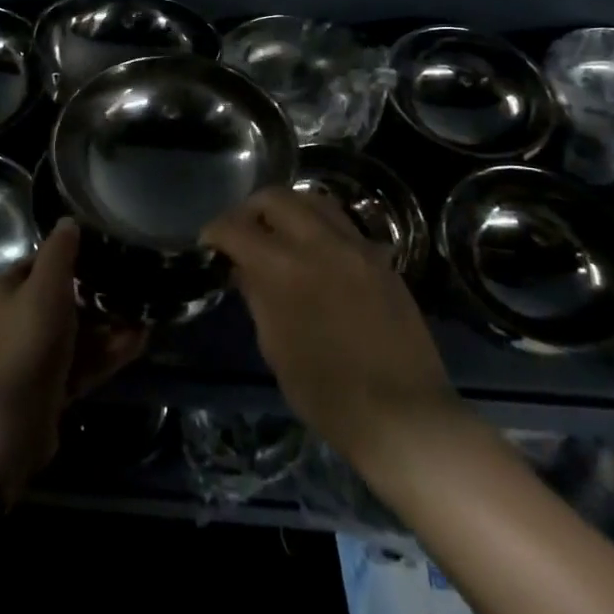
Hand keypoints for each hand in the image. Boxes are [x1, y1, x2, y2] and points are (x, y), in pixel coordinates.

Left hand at [0, 219, 146, 500]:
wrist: (5, 431)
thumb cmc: (24, 347)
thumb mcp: (45, 290)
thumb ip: (59, 252)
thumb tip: (69, 221)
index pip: (38, 264)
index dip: (73, 260)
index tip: (108, 259)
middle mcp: (5, 320)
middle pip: (58, 300)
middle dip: (97, 299)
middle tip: (132, 294)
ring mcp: (23, 357)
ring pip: (72, 334)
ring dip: (106, 328)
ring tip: (144, 321)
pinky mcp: (41, 387)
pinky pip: (75, 362)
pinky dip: (102, 354)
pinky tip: (136, 345)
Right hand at [204, 188, 459, 477]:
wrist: (403, 415)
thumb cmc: (326, 392)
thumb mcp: (275, 346)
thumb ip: (257, 295)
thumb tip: (243, 267)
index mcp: (283, 268)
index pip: (236, 227)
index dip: (215, 231)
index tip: (210, 244)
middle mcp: (319, 243)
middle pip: (275, 198)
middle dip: (250, 210)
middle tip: (243, 233)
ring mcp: (356, 246)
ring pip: (314, 201)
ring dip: (288, 210)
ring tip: (280, 235)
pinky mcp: (381, 259)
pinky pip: (343, 225)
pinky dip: (320, 227)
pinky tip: (317, 256)